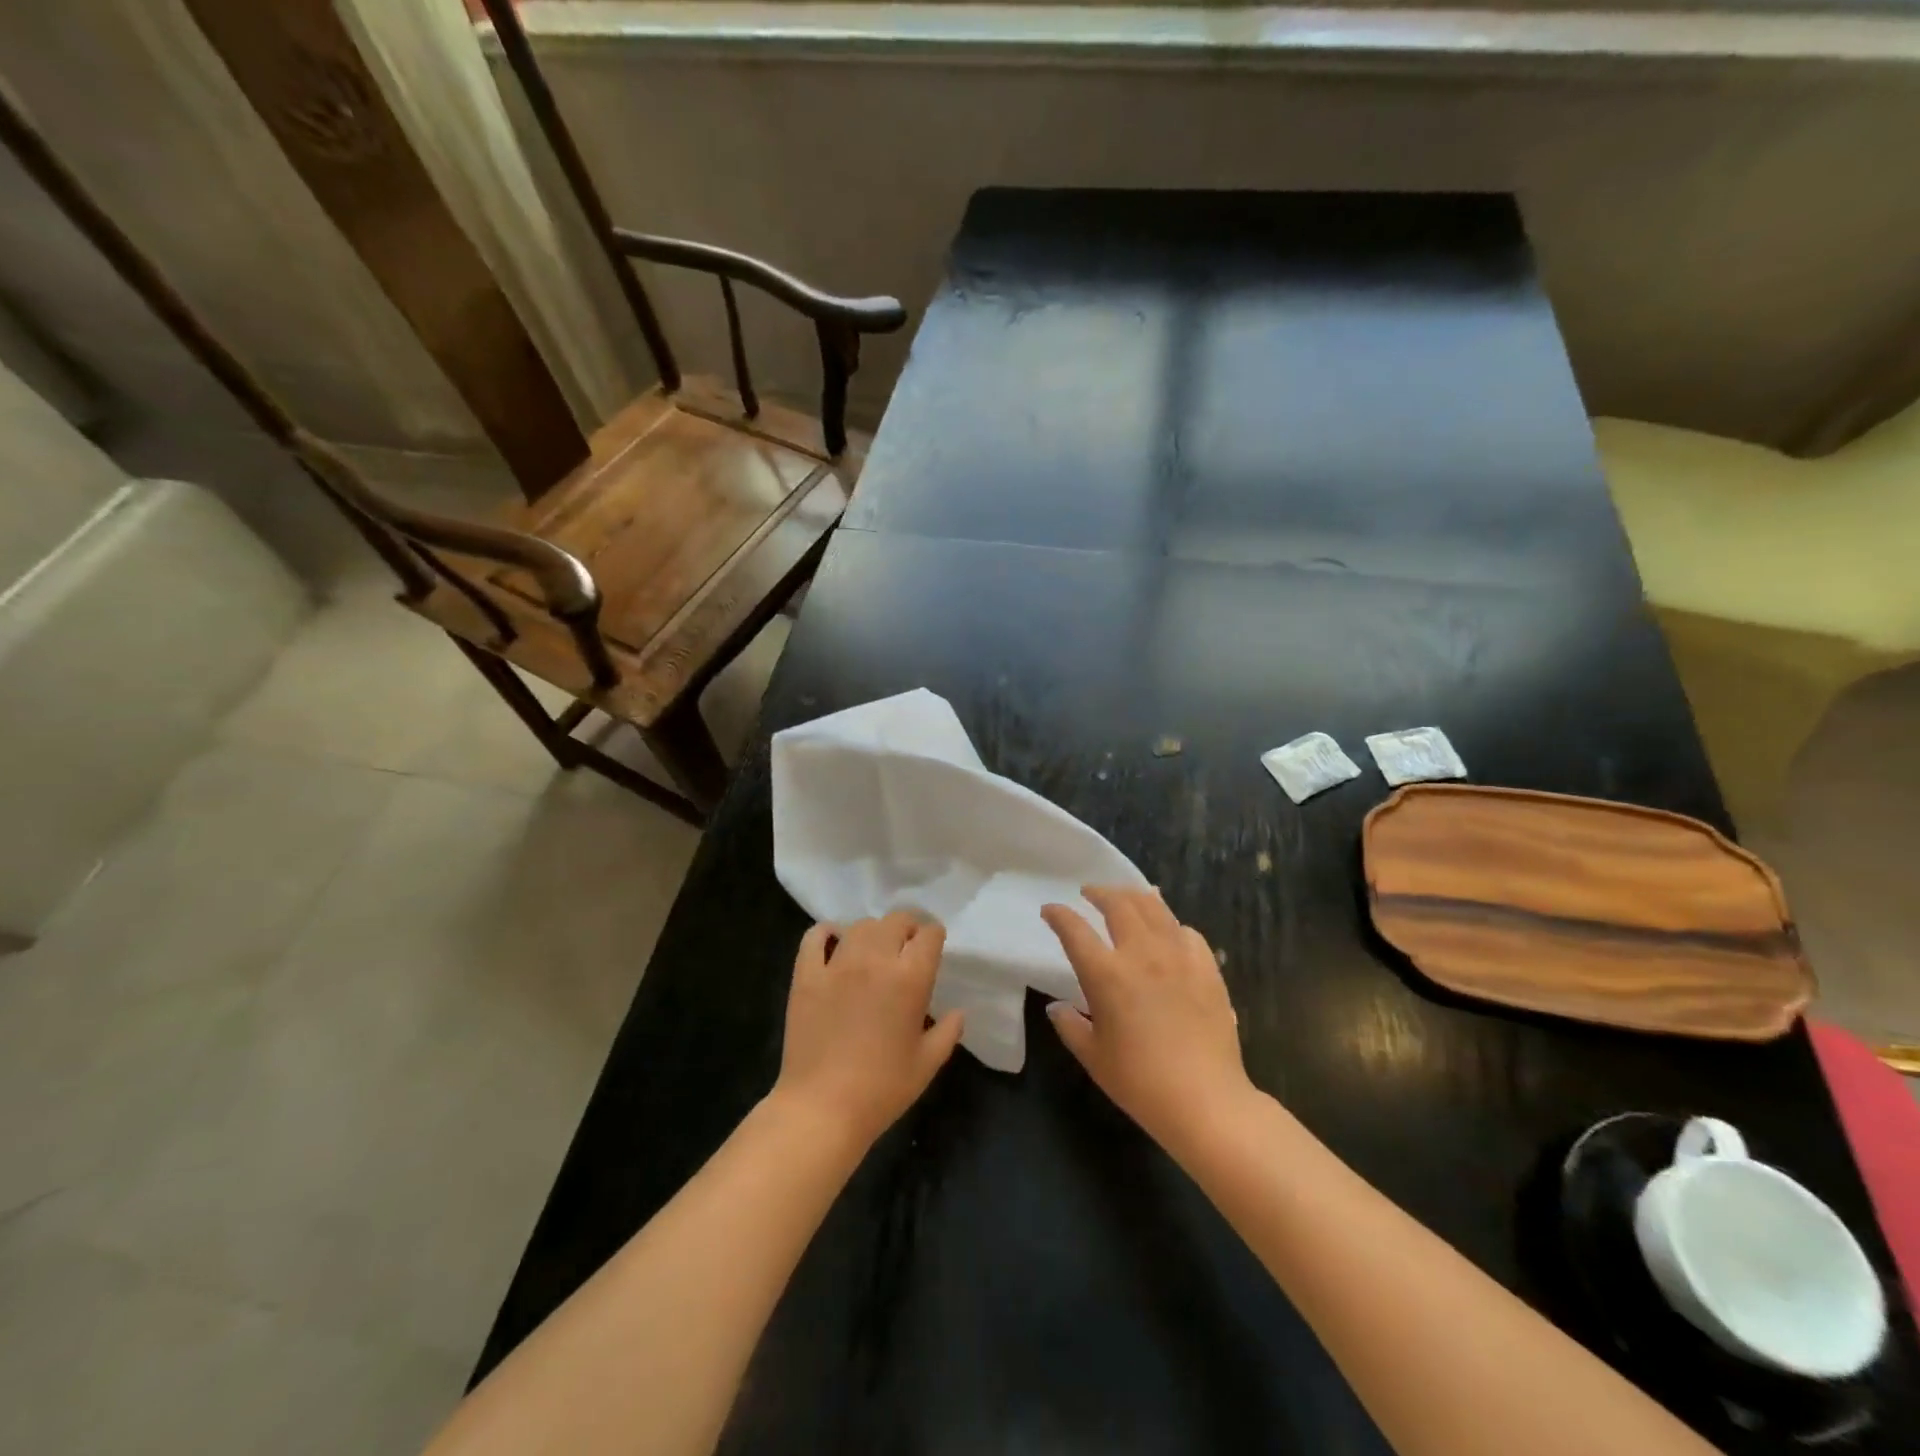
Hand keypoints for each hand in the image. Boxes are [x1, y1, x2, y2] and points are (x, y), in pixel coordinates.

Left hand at [772, 912, 965, 1150]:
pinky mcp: (806, 975)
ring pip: (860, 925)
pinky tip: (833, 942)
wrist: (822, 1108)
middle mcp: (875, 960)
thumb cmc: (882, 1089)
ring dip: (873, 933)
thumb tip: (957, 1012)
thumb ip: (947, 1032)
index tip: (932, 948)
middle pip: (896, 921)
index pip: (929, 934)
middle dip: (907, 928)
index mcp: (910, 978)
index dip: (934, 936)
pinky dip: (826, 933)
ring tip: (874, 950)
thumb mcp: (927, 1064)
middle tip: (906, 949)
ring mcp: (836, 964)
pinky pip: (814, 937)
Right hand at [1041, 886, 1253, 1156]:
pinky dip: (1170, 924)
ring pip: (1154, 908)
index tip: (1049, 910)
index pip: (1074, 930)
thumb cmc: (1140, 1082)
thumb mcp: (1093, 1057)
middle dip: (1099, 892)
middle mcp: (1141, 953)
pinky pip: (1186, 932)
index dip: (1058, 915)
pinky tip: (1168, 932)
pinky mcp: (1207, 968)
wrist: (1205, 1100)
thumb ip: (1070, 1026)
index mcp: (1106, 974)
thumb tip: (1057, 1007)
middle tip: (1089, 893)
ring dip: (1134, 897)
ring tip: (1125, 898)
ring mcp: (1178, 956)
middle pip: (1118, 904)